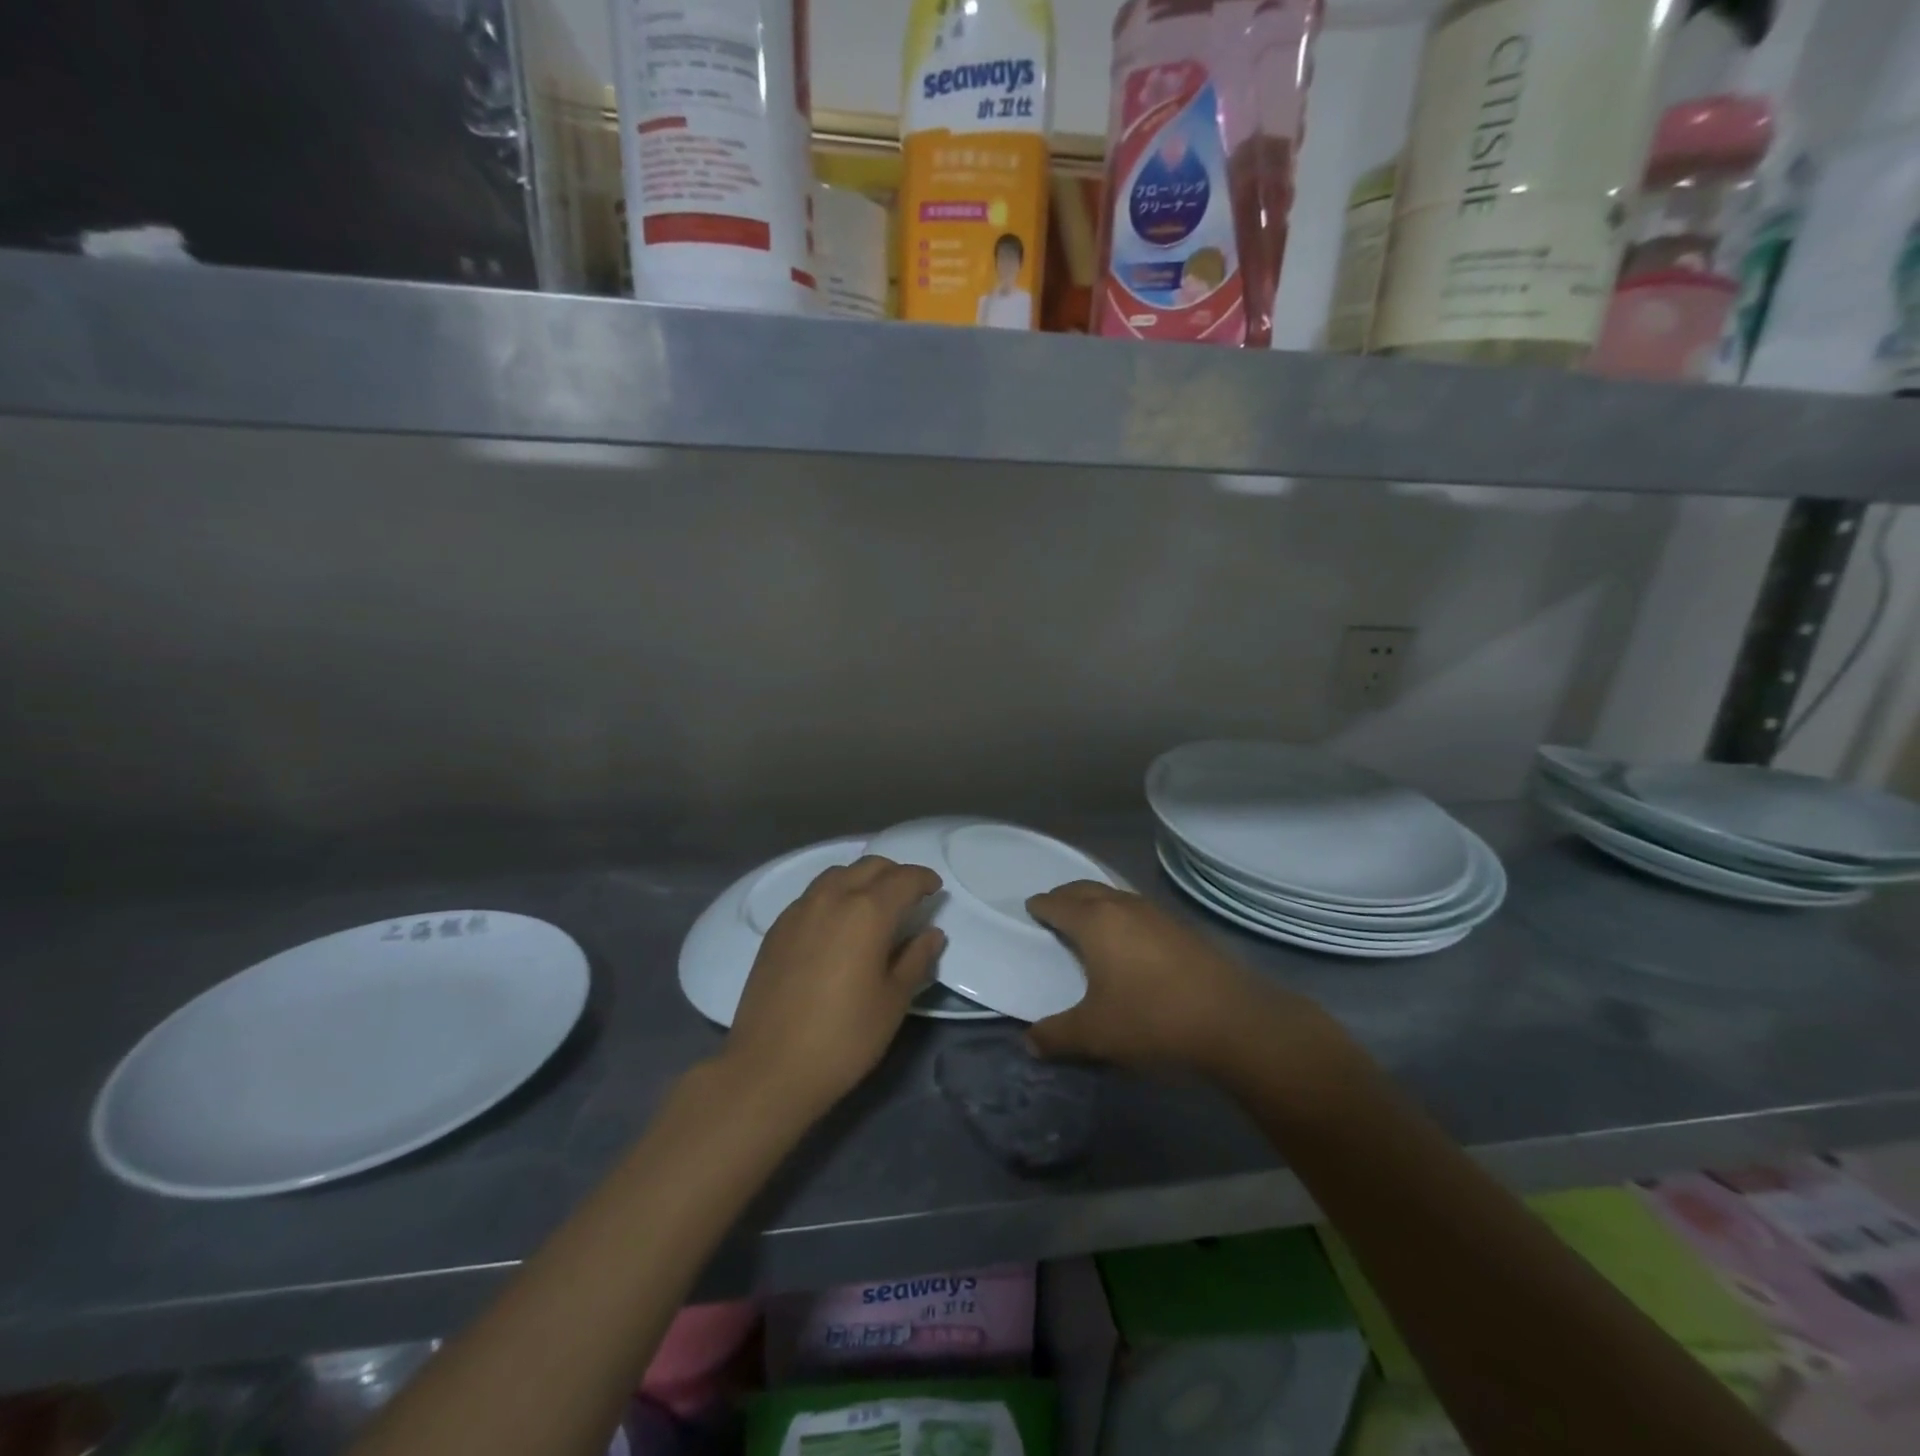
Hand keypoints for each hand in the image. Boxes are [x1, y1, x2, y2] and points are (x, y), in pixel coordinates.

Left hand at [724, 855, 943, 1113]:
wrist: (769, 1068)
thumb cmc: (844, 1037)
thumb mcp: (893, 1001)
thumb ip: (916, 959)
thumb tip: (932, 933)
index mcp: (867, 912)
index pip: (903, 879)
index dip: (924, 879)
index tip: (935, 889)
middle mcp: (832, 898)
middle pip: (869, 866)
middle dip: (894, 874)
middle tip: (909, 896)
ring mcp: (799, 910)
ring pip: (837, 874)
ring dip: (861, 879)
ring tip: (873, 905)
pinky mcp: (777, 928)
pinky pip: (813, 894)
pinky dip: (834, 894)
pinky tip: (838, 923)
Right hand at [1025, 881, 1335, 1077]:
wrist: (1233, 1021)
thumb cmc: (1152, 1019)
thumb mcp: (1095, 1034)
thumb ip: (1056, 1036)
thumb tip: (1029, 1042)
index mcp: (1095, 922)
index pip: (1058, 904)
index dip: (1042, 905)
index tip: (1031, 907)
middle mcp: (1123, 907)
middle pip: (1086, 889)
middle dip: (1066, 895)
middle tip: (1053, 906)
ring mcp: (1157, 914)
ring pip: (1116, 895)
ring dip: (1096, 900)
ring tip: (1088, 918)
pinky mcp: (1182, 927)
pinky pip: (1138, 909)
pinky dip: (1121, 913)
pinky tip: (1129, 937)